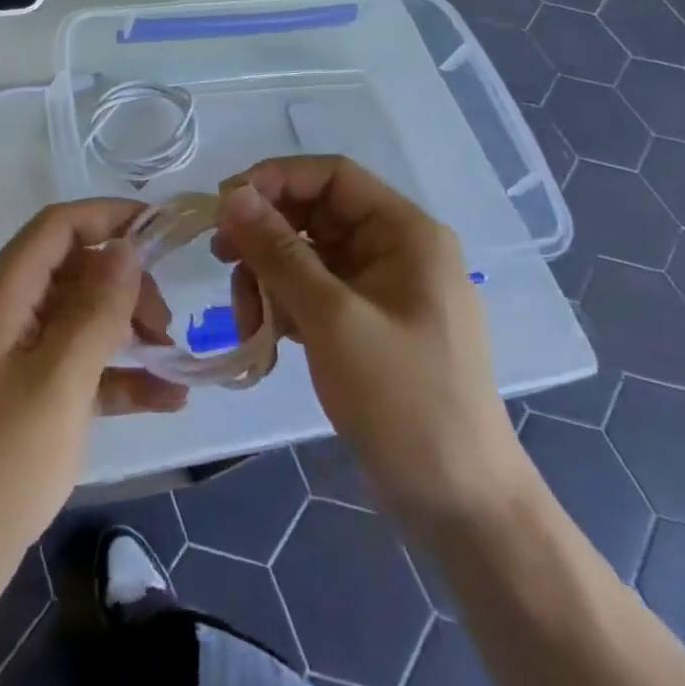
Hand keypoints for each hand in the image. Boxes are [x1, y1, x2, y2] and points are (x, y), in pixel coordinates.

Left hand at [0, 199, 185, 632]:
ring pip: (81, 322)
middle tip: (166, 325)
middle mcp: (9, 314)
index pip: (60, 227)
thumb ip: (95, 312)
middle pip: (75, 271)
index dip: (110, 217)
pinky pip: (78, 371)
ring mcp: (16, 360)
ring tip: (175, 361)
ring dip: (128, 332)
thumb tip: (125, 249)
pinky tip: (166, 401)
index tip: (164, 229)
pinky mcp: (25, 403)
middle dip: (126, 285)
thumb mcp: (56, 382)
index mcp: (5, 293)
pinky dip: (118, 379)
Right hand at [214, 158, 527, 529]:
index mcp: (406, 233)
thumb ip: (277, 250)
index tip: (225, 206)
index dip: (275, 179)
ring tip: (247, 321)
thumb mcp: (332, 319)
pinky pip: (313, 291)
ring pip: (306, 254)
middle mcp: (395, 249)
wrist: (462, 509)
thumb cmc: (404, 400)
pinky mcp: (367, 323)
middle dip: (264, 237)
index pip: (331, 175)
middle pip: (313, 214)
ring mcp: (381, 288)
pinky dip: (284, 305)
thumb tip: (231, 194)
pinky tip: (265, 338)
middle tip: (221, 259)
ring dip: (268, 278)